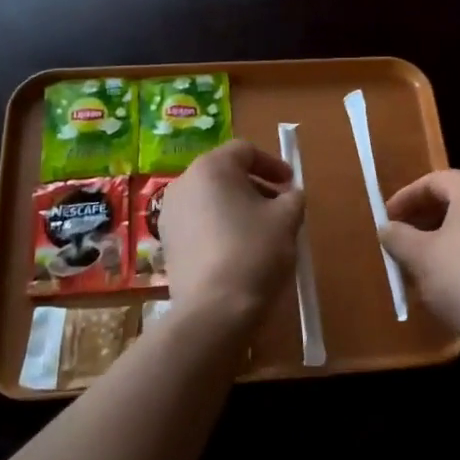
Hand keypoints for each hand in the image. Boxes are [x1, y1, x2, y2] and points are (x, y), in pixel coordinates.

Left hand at [159, 140, 304, 331]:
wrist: (214, 309)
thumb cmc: (254, 251)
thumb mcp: (287, 219)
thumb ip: (292, 198)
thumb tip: (289, 196)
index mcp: (211, 168)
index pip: (244, 151)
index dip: (272, 164)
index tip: (290, 184)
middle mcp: (184, 183)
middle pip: (224, 174)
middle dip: (255, 186)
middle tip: (279, 207)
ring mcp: (170, 214)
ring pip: (210, 199)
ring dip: (237, 207)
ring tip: (261, 231)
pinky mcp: (167, 243)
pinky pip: (198, 223)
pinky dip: (219, 226)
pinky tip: (238, 250)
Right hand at [382, 171, 459, 363]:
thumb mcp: (420, 257)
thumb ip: (398, 236)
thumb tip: (387, 228)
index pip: (435, 181)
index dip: (406, 197)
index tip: (386, 219)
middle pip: (457, 199)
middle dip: (425, 217)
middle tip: (402, 237)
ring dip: (445, 236)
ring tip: (422, 260)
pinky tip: (451, 278)